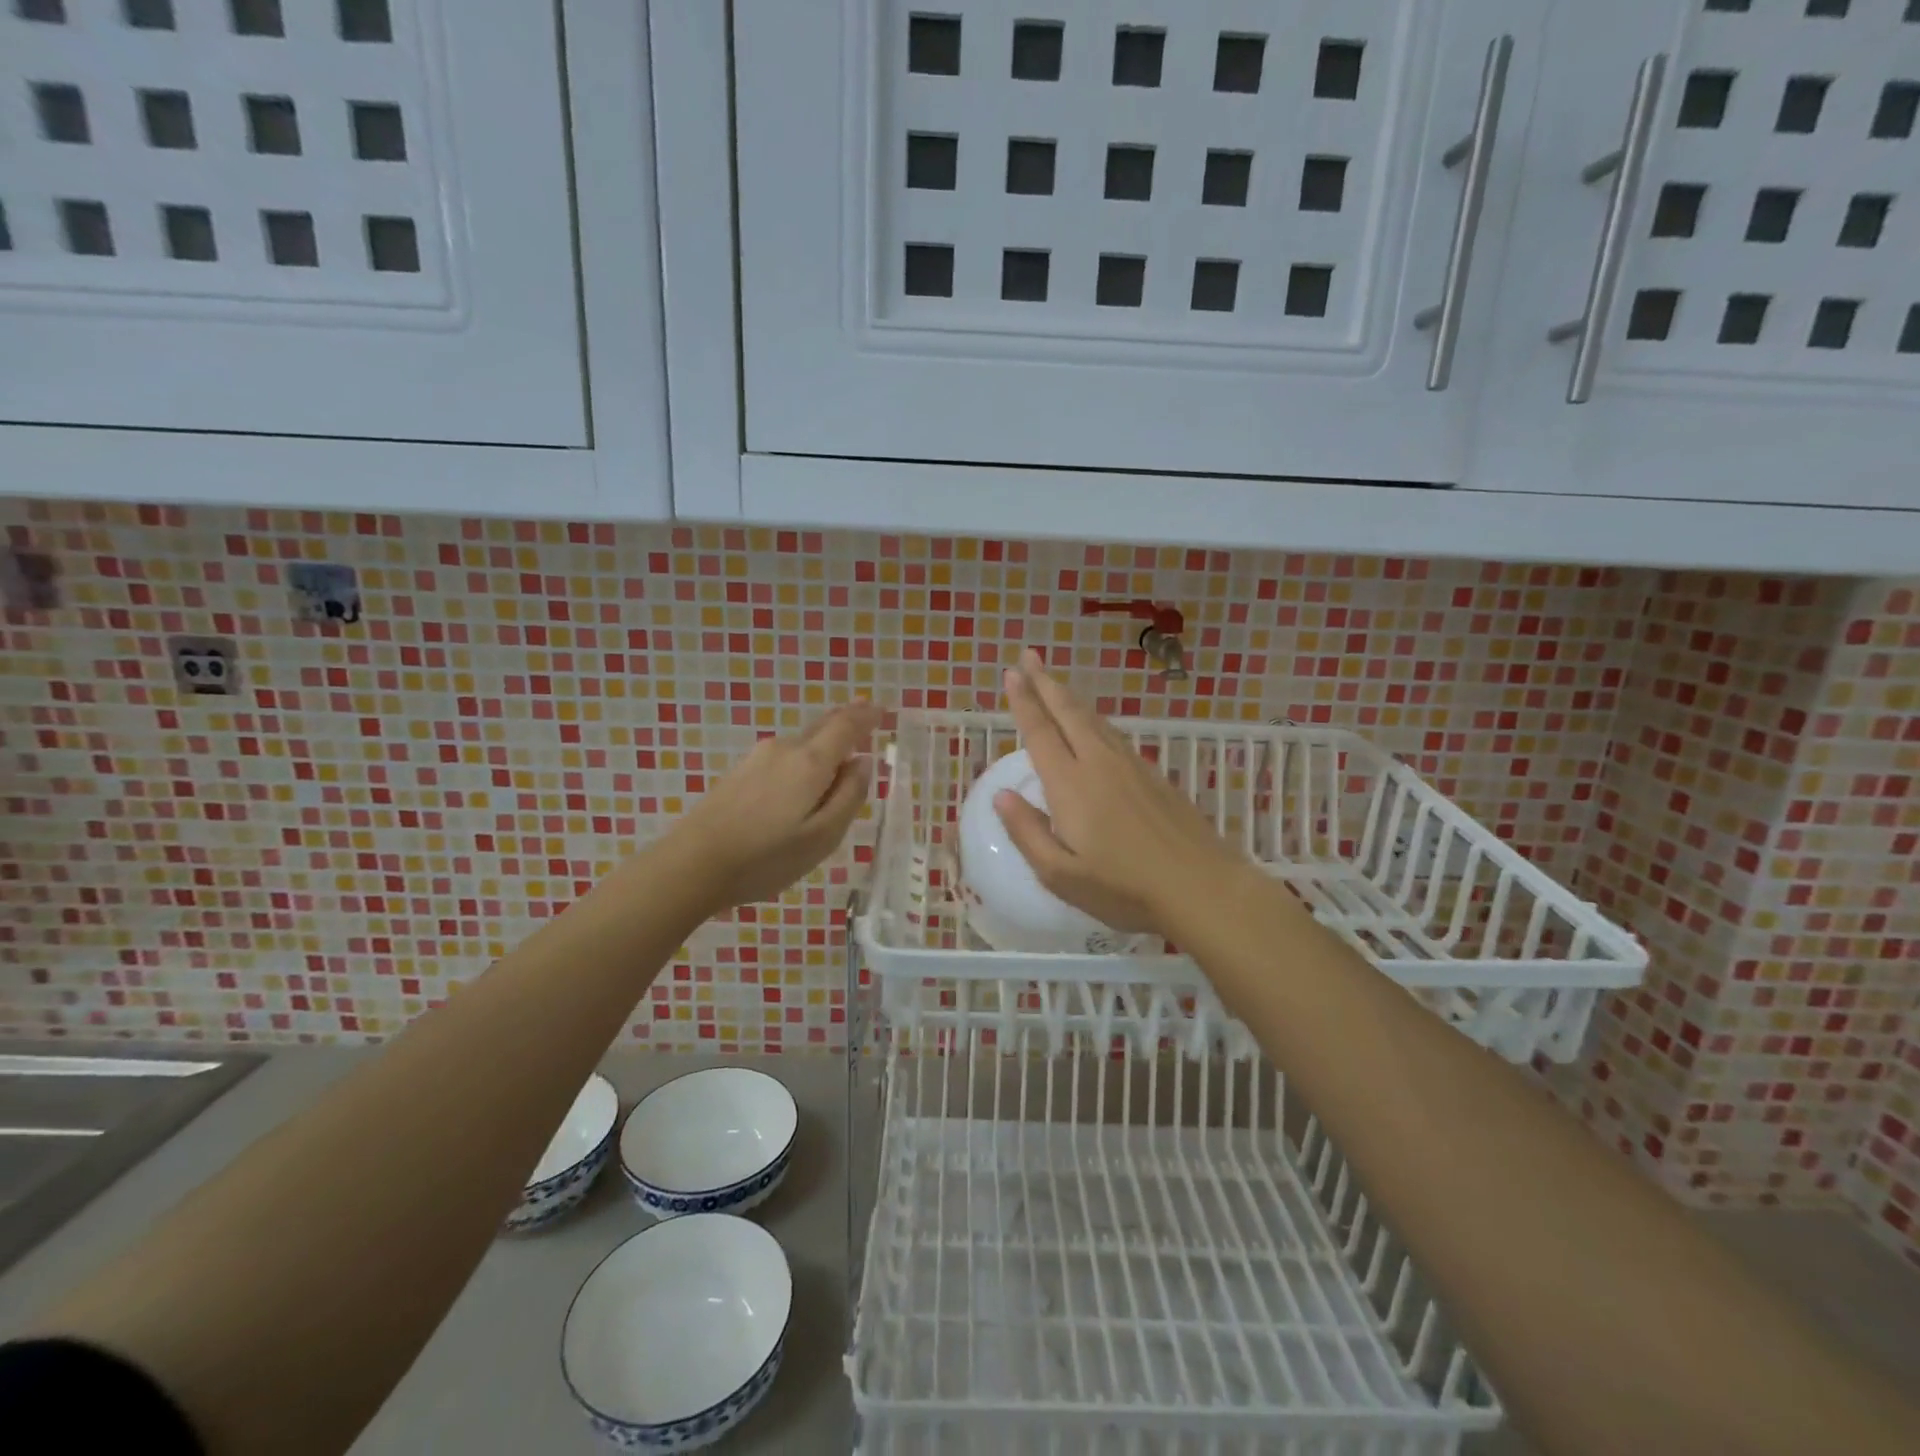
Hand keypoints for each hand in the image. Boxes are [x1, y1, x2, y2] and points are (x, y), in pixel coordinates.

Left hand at [671, 702, 880, 910]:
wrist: (692, 865)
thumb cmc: (766, 857)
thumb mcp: (823, 836)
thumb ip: (849, 796)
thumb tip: (863, 763)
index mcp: (810, 762)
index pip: (846, 726)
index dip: (867, 716)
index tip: (882, 710)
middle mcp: (784, 749)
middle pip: (822, 727)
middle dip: (846, 722)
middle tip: (867, 718)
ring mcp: (757, 759)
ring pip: (802, 744)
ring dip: (823, 745)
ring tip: (839, 760)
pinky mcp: (739, 773)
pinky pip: (784, 758)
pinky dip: (803, 760)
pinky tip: (801, 782)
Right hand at [993, 650, 1252, 938]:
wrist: (1201, 886)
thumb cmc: (1124, 888)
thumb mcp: (1061, 875)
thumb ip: (1027, 832)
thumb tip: (1001, 796)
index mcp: (1071, 785)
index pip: (1040, 732)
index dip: (1023, 701)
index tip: (1011, 673)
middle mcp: (1099, 764)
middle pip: (1068, 713)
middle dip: (1045, 682)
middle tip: (1029, 656)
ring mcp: (1131, 767)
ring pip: (1094, 720)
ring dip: (1070, 698)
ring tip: (1055, 683)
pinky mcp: (1154, 776)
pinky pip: (1114, 735)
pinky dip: (1094, 720)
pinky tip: (1094, 726)